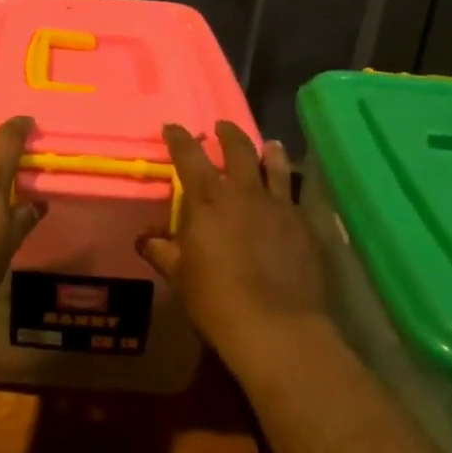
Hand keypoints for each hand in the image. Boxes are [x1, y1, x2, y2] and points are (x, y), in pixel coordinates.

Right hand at [137, 121, 328, 370]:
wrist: (275, 326)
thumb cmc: (216, 298)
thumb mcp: (179, 275)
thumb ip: (162, 251)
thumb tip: (146, 240)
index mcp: (208, 199)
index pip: (189, 156)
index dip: (179, 138)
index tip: (173, 127)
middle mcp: (245, 192)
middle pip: (238, 149)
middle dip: (227, 134)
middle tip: (221, 126)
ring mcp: (280, 207)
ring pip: (276, 166)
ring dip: (270, 152)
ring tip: (269, 145)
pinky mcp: (305, 226)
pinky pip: (298, 197)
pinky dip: (292, 187)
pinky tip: (292, 192)